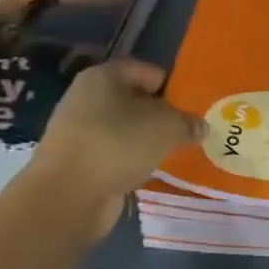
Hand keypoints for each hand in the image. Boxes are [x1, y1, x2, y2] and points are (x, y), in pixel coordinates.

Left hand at [30, 59, 203, 239]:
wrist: (67, 196)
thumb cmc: (118, 144)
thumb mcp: (167, 127)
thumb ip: (188, 122)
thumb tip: (200, 127)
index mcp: (103, 77)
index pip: (146, 71)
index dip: (173, 85)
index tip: (194, 105)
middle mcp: (87, 99)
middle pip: (136, 101)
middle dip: (163, 115)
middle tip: (190, 130)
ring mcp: (80, 132)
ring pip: (126, 130)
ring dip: (149, 141)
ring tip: (177, 152)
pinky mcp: (80, 162)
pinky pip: (116, 154)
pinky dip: (133, 161)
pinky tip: (153, 171)